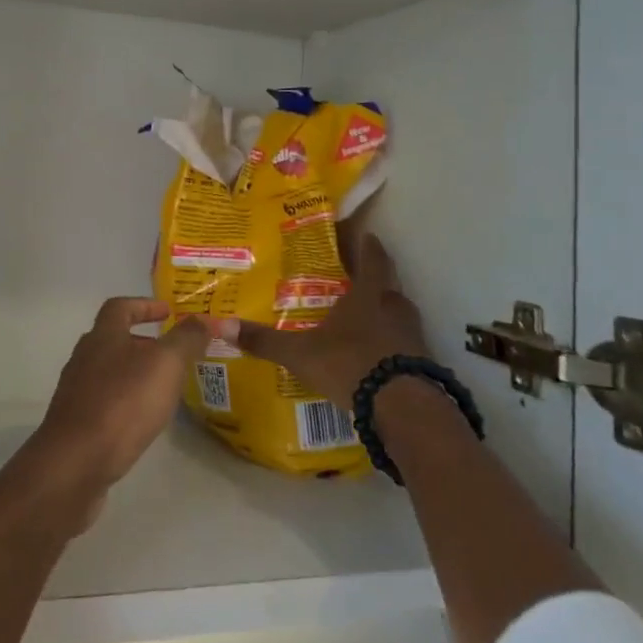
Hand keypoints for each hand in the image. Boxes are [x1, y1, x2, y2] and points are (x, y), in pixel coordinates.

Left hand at [30, 299, 207, 500]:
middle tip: (173, 354)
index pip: (120, 307)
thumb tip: (202, 320)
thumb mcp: (165, 364)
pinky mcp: (76, 424)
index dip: (144, 305)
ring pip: (109, 372)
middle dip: (143, 342)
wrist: (75, 462)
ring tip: (164, 388)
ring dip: (135, 373)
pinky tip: (142, 419)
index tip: (168, 311)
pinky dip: (125, 402)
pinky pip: (104, 402)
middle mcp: (84, 358)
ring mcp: (76, 392)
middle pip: (113, 339)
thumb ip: (186, 339)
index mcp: (103, 336)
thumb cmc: (123, 403)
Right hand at [220, 235, 426, 407]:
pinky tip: (375, 354)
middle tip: (355, 278)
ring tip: (362, 317)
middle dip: (374, 279)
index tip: (365, 234)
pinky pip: (404, 342)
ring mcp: (412, 336)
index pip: (373, 258)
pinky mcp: (421, 362)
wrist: (402, 407)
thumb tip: (220, 325)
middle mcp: (394, 308)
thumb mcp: (300, 354)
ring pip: (398, 313)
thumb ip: (264, 340)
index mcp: (368, 295)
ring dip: (384, 311)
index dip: (368, 245)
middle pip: (388, 284)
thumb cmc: (350, 364)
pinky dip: (391, 342)